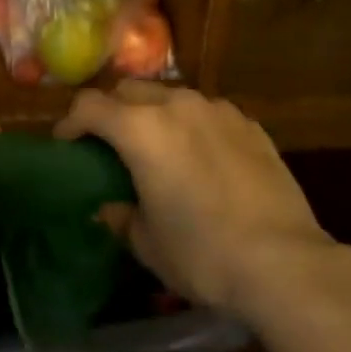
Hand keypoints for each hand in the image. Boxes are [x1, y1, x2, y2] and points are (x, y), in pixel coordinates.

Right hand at [55, 82, 333, 319]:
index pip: (89, 105)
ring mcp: (218, 110)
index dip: (70, 122)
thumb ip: (121, 216)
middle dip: (112, 111)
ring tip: (159, 147)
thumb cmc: (202, 254)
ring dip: (154, 113)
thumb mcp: (147, 243)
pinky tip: (202, 157)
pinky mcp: (250, 124)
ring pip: (171, 96)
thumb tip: (112, 207)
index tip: (67, 144)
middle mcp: (177, 105)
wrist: (283, 261)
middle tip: (110, 144)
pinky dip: (192, 125)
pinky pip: (207, 112)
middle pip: (129, 90)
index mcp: (141, 129)